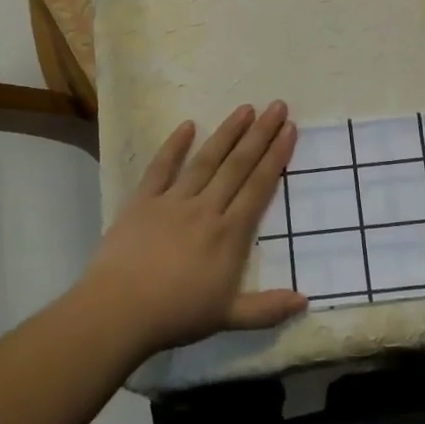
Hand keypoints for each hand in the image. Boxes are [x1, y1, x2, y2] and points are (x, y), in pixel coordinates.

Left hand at [79, 102, 306, 357]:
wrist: (118, 311)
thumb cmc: (176, 315)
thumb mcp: (227, 317)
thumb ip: (267, 309)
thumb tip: (305, 299)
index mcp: (229, 234)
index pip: (258, 186)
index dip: (276, 156)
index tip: (290, 129)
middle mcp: (206, 208)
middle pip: (238, 165)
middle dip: (260, 134)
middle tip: (277, 105)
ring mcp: (173, 201)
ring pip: (206, 159)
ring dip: (227, 132)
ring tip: (245, 108)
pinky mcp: (143, 200)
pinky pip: (161, 167)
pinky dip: (174, 145)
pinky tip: (187, 125)